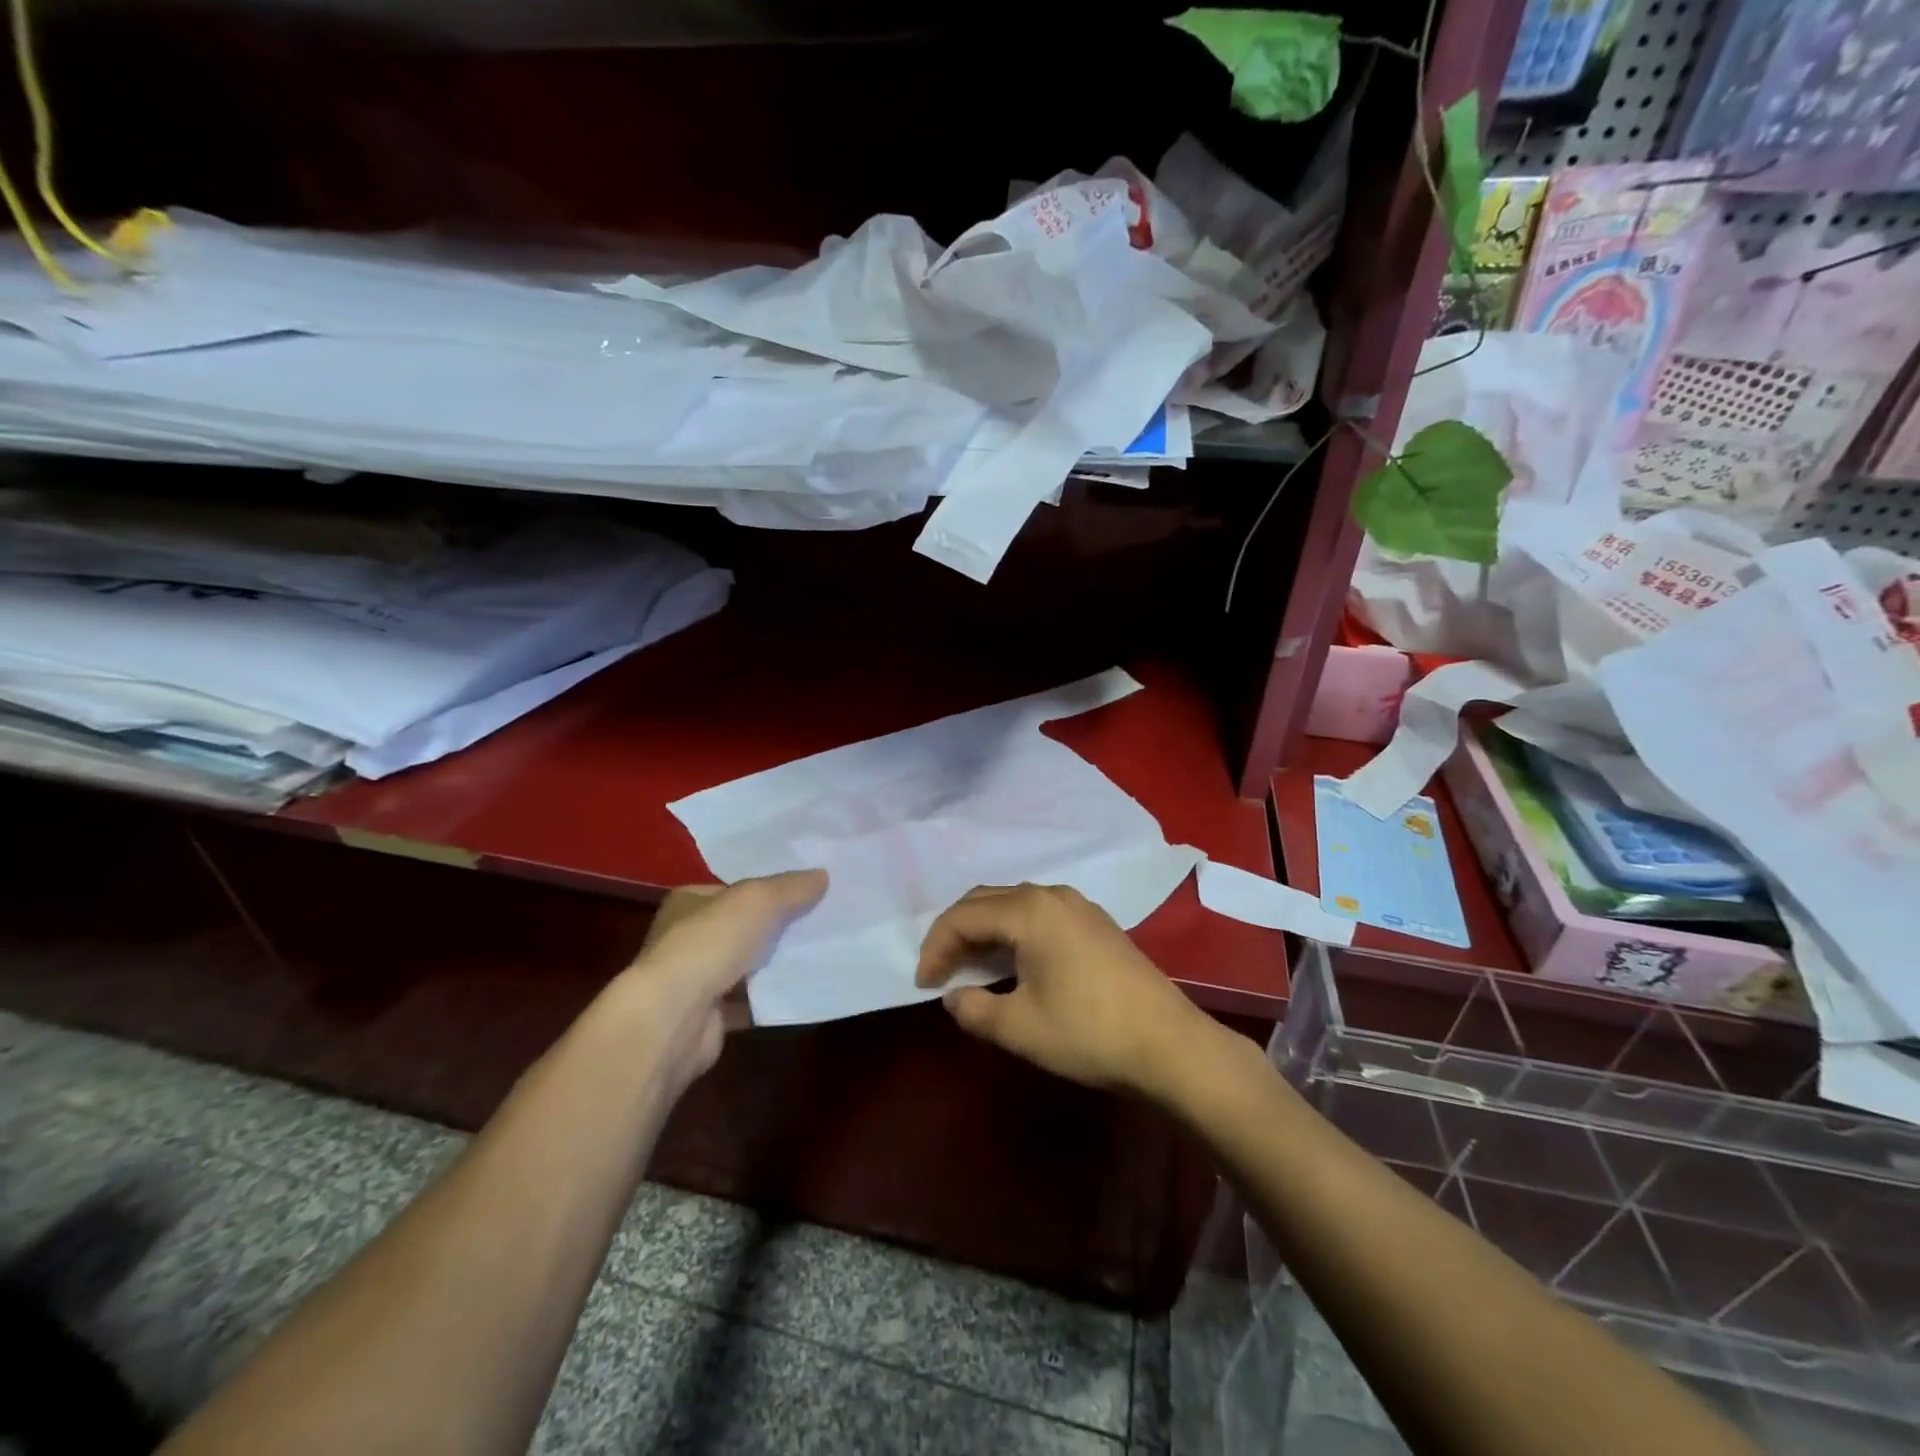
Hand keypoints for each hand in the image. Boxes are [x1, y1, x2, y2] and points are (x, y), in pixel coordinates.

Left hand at [611, 869, 826, 1094]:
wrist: (674, 1018)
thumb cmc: (709, 944)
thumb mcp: (758, 900)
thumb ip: (791, 887)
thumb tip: (822, 875)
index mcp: (689, 902)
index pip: (734, 889)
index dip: (769, 888)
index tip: (807, 890)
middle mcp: (687, 938)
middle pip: (743, 926)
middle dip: (777, 926)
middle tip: (821, 920)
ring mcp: (696, 979)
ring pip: (747, 964)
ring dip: (776, 963)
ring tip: (820, 953)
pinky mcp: (709, 1016)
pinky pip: (751, 1000)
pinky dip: (773, 996)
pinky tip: (804, 989)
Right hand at [916, 883, 1223, 1101]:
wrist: (1169, 1044)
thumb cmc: (1088, 1032)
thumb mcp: (1019, 1028)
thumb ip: (974, 1009)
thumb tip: (954, 997)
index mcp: (1029, 911)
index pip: (963, 917)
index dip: (936, 947)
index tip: (923, 983)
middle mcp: (1051, 895)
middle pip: (986, 900)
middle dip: (956, 932)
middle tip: (940, 970)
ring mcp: (1078, 905)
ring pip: (1014, 904)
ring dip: (985, 929)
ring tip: (970, 965)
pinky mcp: (1096, 922)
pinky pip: (1039, 913)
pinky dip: (1013, 930)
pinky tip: (1013, 960)